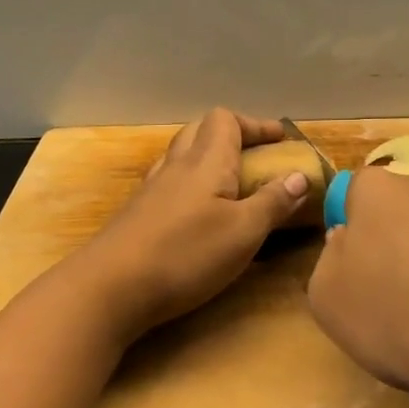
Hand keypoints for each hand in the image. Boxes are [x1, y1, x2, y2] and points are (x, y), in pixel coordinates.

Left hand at [80, 108, 312, 342]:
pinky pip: (169, 182)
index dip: (255, 125)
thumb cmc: (185, 254)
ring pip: (182, 154)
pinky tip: (198, 212)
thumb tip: (300, 176)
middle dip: (232, 136)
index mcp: (206, 161)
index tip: (280, 141)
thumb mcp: (243, 232)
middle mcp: (177, 165)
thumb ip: (273, 202)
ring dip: (209, 158)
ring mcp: (152, 189)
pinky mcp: (138, 214)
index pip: (226, 119)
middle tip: (257, 158)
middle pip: (201, 130)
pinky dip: (190, 184)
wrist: (109, 287)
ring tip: (232, 183)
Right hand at [306, 168, 408, 407]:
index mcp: (378, 189)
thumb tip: (347, 243)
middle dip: (397, 245)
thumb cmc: (400, 316)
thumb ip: (329, 262)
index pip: (354, 195)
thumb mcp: (329, 301)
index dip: (353, 234)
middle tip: (397, 298)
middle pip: (402, 212)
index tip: (358, 275)